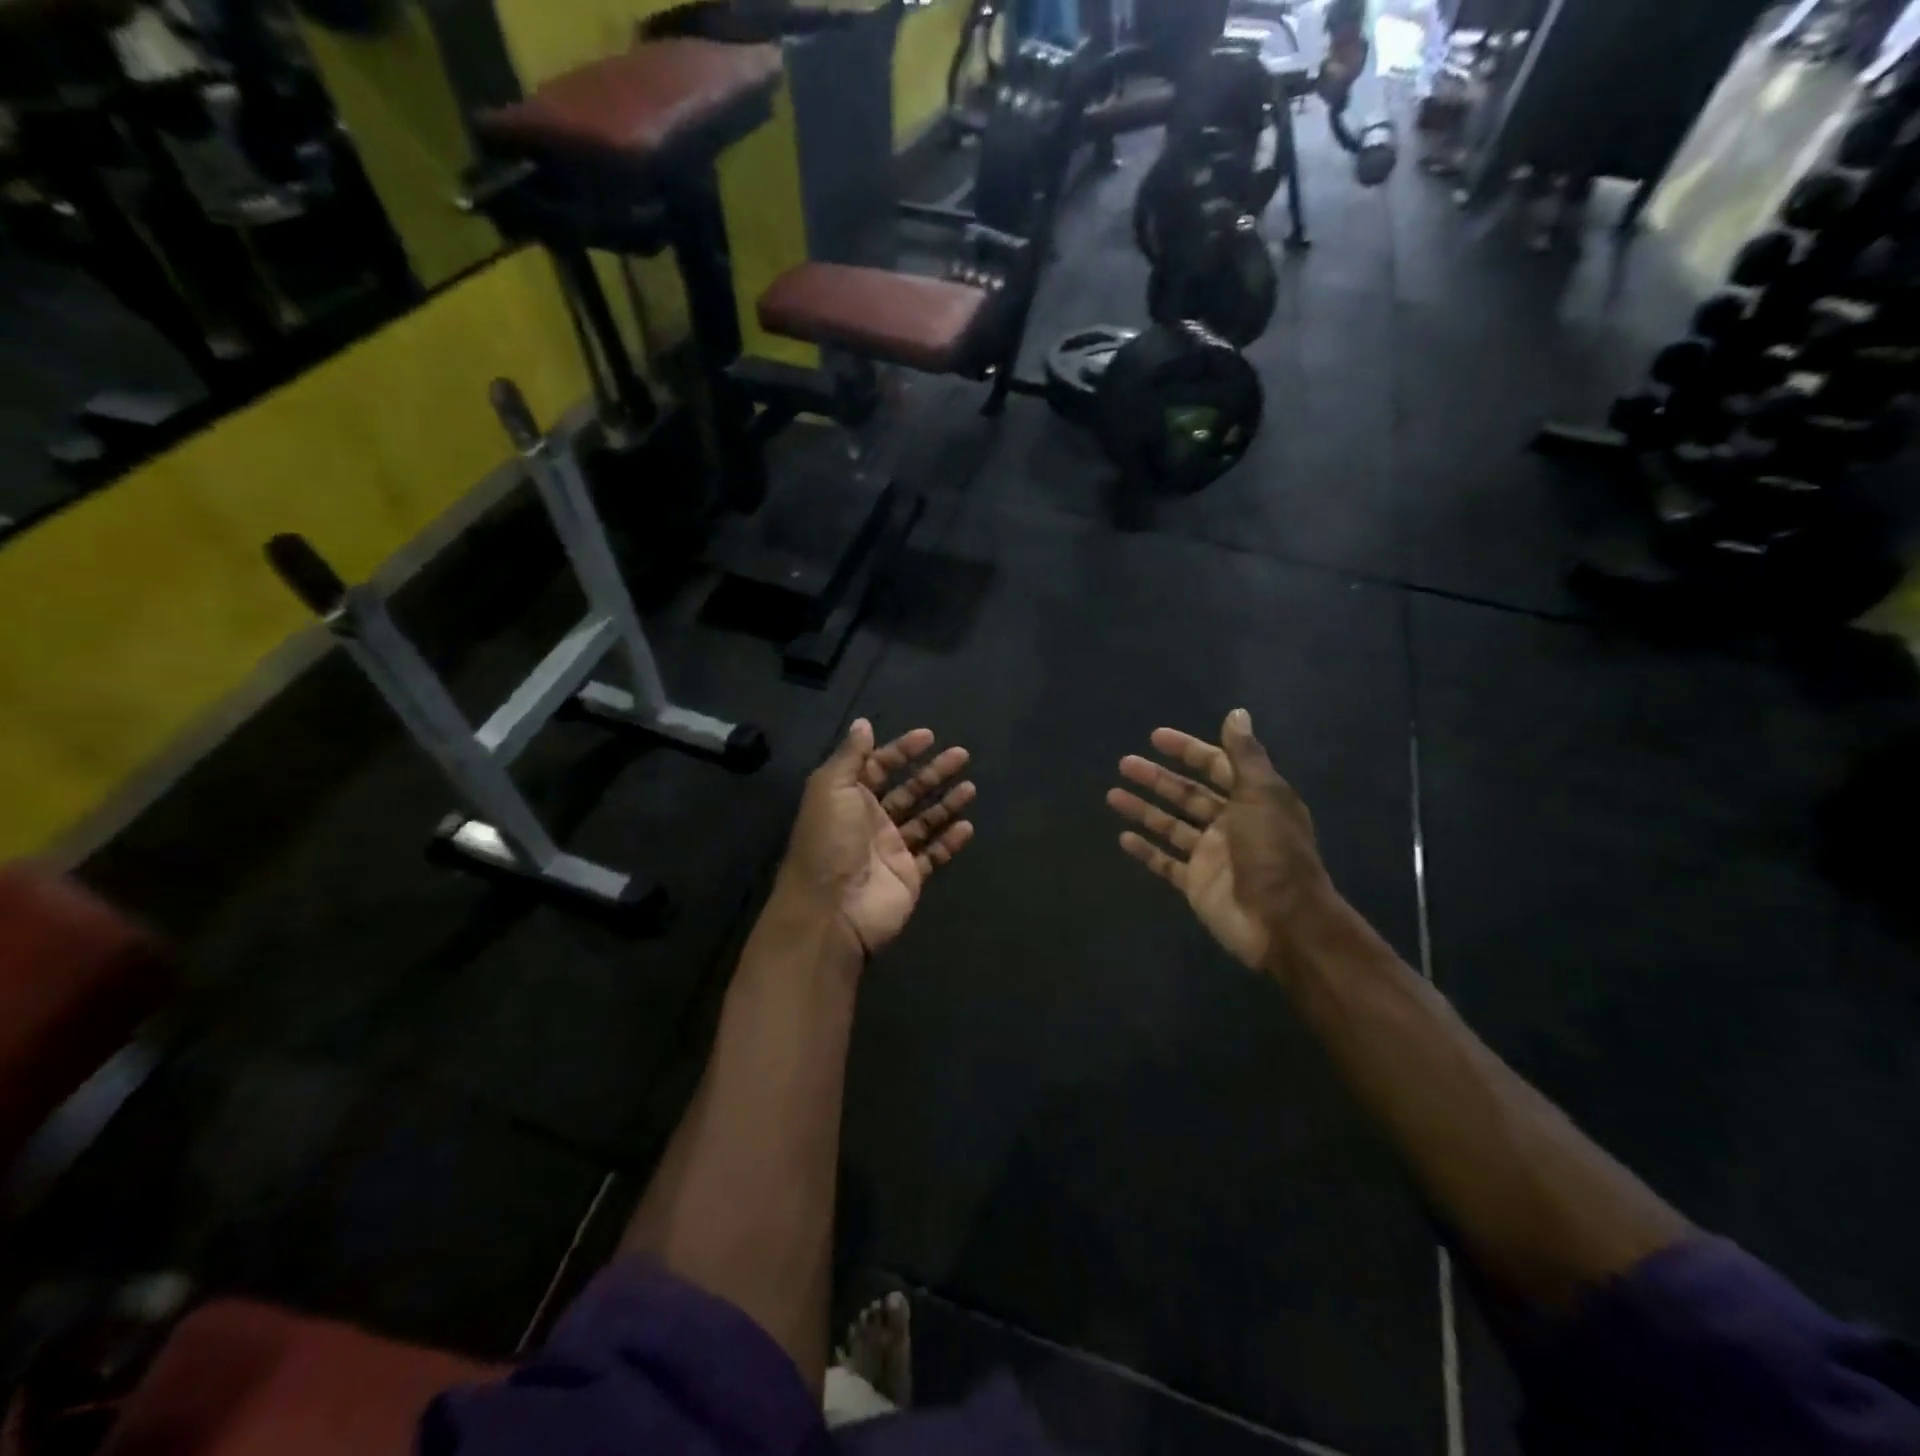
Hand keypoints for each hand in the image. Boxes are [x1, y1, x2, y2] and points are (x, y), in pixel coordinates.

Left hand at [777, 719, 975, 955]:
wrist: (832, 910)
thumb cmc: (830, 841)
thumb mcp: (831, 787)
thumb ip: (851, 756)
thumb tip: (863, 724)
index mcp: (848, 798)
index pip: (878, 766)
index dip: (901, 750)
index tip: (929, 735)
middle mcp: (870, 821)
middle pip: (908, 790)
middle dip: (933, 772)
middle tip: (961, 755)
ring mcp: (891, 850)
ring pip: (924, 820)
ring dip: (947, 803)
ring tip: (971, 787)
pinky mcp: (908, 876)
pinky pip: (934, 854)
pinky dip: (950, 841)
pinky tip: (968, 826)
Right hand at [1106, 709, 1334, 974]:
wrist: (1283, 922)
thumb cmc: (1273, 852)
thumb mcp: (1262, 795)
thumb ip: (1245, 756)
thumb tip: (1237, 713)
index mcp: (1252, 800)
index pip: (1216, 766)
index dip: (1188, 750)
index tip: (1156, 737)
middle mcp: (1231, 824)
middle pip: (1187, 795)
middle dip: (1157, 778)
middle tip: (1125, 764)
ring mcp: (1211, 856)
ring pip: (1171, 825)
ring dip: (1144, 809)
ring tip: (1112, 795)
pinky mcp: (1196, 884)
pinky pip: (1165, 862)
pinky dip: (1145, 850)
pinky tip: (1123, 837)